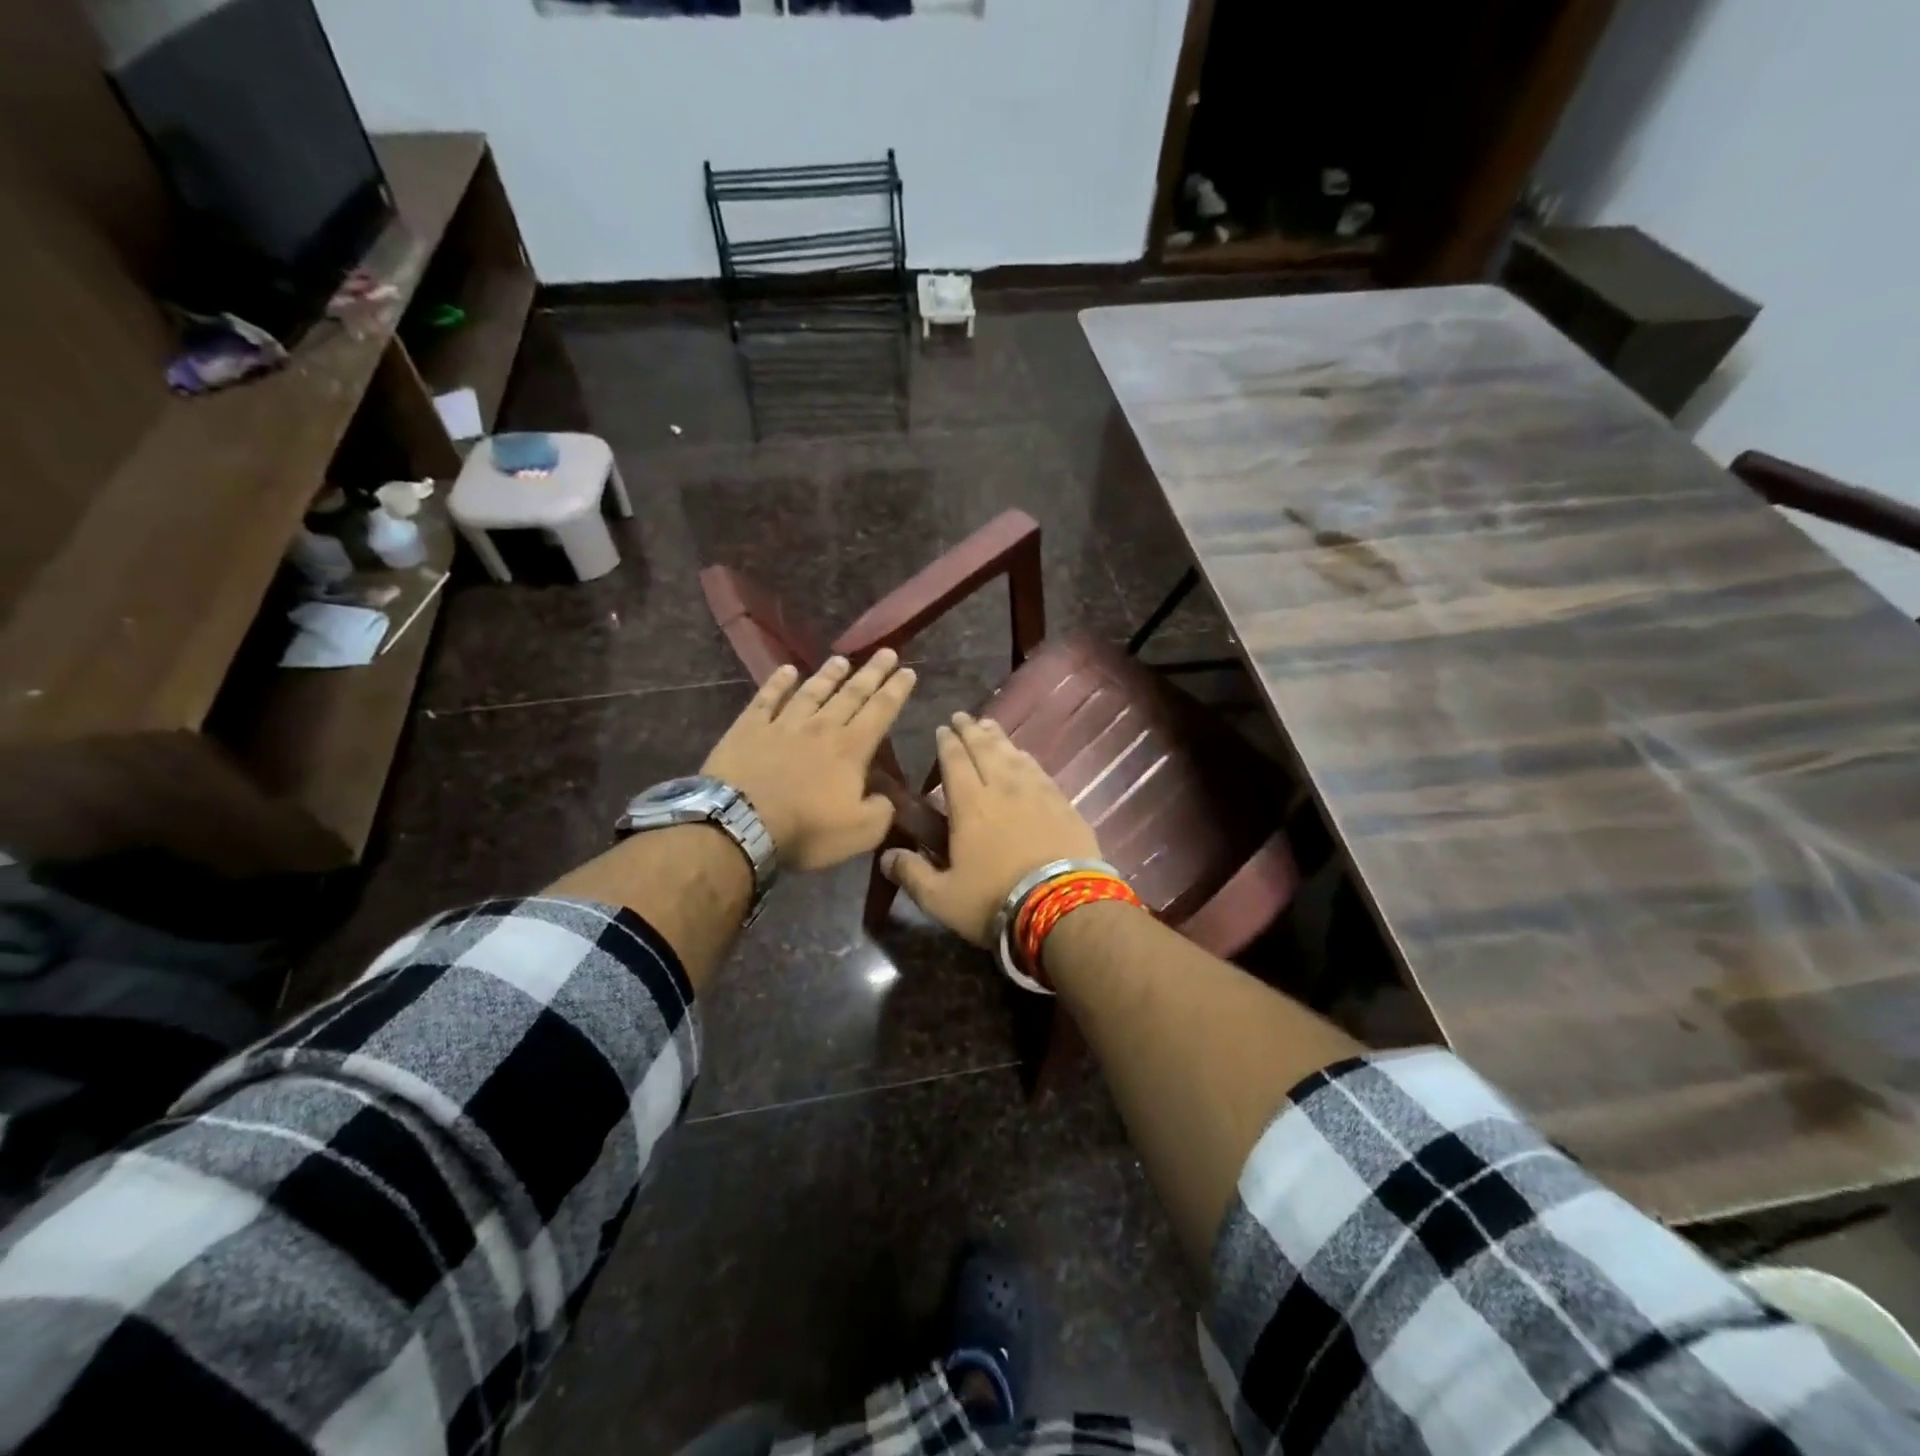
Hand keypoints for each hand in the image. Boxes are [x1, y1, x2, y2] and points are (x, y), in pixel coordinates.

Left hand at [703, 651, 916, 871]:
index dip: (896, 691)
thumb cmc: (805, 829)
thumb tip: (886, 798)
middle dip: (872, 673)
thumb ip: (881, 811)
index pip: (880, 712)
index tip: (909, 671)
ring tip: (841, 660)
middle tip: (886, 652)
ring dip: (828, 675)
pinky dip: (778, 683)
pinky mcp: (748, 728)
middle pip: (851, 694)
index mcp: (851, 749)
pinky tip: (786, 670)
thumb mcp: (860, 832)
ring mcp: (782, 724)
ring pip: (812, 692)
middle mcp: (821, 727)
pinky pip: (766, 699)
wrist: (739, 824)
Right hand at [881, 711, 1099, 945]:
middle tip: (962, 717)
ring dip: (998, 738)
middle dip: (970, 731)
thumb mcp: (942, 898)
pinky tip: (1024, 755)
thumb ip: (912, 874)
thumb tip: (885, 856)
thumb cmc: (995, 901)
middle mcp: (1003, 788)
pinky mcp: (1063, 804)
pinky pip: (1039, 770)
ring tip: (989, 727)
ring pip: (1013, 755)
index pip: (954, 762)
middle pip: (985, 749)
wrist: (1064, 907)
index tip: (942, 729)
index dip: (947, 743)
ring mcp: (1037, 793)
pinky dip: (1026, 757)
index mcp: (970, 805)